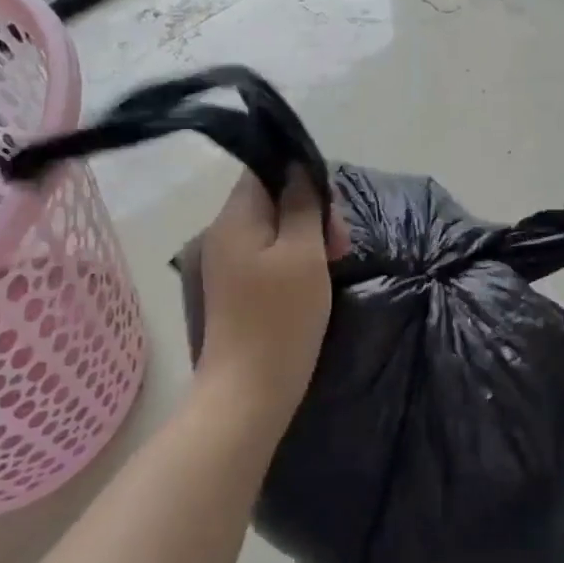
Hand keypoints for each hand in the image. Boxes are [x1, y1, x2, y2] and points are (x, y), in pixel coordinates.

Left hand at [197, 167, 347, 423]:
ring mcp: (226, 263)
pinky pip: (267, 255)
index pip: (265, 170)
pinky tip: (314, 280)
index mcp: (235, 218)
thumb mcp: (304, 253)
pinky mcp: (234, 289)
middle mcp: (223, 233)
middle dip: (311, 212)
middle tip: (341, 246)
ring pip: (273, 229)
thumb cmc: (280, 319)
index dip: (302, 177)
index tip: (331, 209)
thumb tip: (299, 169)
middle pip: (271, 199)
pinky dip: (293, 259)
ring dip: (307, 237)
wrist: (248, 393)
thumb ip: (302, 204)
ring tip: (333, 264)